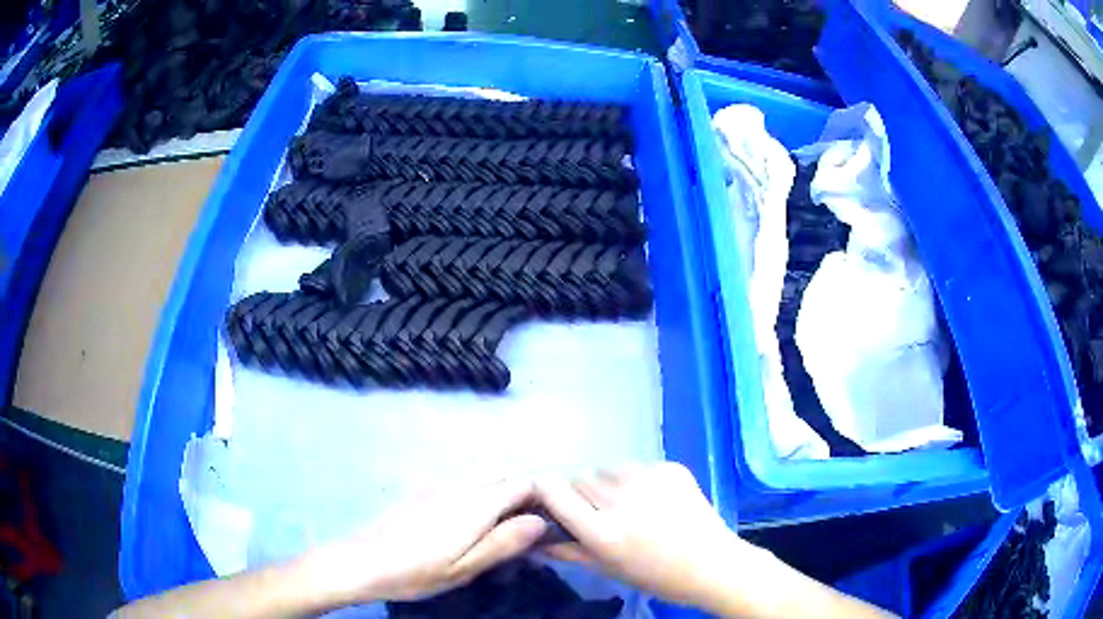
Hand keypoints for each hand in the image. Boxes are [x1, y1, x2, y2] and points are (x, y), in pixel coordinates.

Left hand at [304, 478, 546, 604]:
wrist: (360, 562)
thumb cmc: (416, 571)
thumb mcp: (465, 567)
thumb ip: (503, 542)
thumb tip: (540, 520)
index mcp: (474, 503)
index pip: (521, 483)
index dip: (543, 494)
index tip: (554, 515)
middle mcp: (458, 485)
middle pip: (502, 475)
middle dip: (523, 492)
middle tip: (531, 523)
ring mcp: (437, 486)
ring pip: (482, 477)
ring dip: (501, 492)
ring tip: (506, 523)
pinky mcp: (421, 492)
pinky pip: (462, 483)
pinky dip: (479, 493)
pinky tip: (471, 520)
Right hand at [536, 463, 760, 608]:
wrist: (713, 564)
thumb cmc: (657, 576)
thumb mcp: (608, 569)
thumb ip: (568, 550)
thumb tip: (535, 538)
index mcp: (602, 530)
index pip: (552, 489)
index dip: (543, 490)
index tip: (545, 496)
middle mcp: (621, 499)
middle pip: (579, 477)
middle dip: (579, 492)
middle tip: (596, 512)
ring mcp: (648, 478)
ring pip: (606, 469)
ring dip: (605, 484)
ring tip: (625, 505)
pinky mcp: (670, 467)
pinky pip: (636, 466)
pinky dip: (634, 480)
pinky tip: (652, 500)